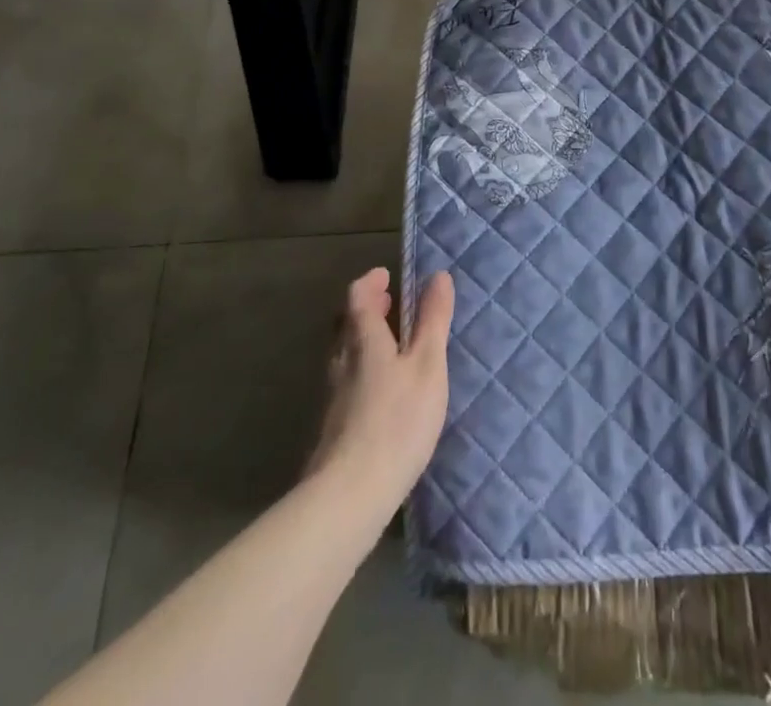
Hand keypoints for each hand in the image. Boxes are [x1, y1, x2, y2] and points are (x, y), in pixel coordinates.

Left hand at [307, 267, 455, 517]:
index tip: (386, 275)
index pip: (358, 297)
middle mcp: (341, 362)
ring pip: (344, 356)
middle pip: (346, 325)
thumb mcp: (427, 364)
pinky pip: (346, 384)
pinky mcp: (332, 429)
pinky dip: (362, 372)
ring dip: (364, 341)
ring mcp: (332, 398)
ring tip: (389, 347)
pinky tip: (380, 394)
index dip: (371, 282)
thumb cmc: (396, 420)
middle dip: (366, 310)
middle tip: (388, 305)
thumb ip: (433, 320)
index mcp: (363, 340)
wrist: (349, 495)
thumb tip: (438, 276)